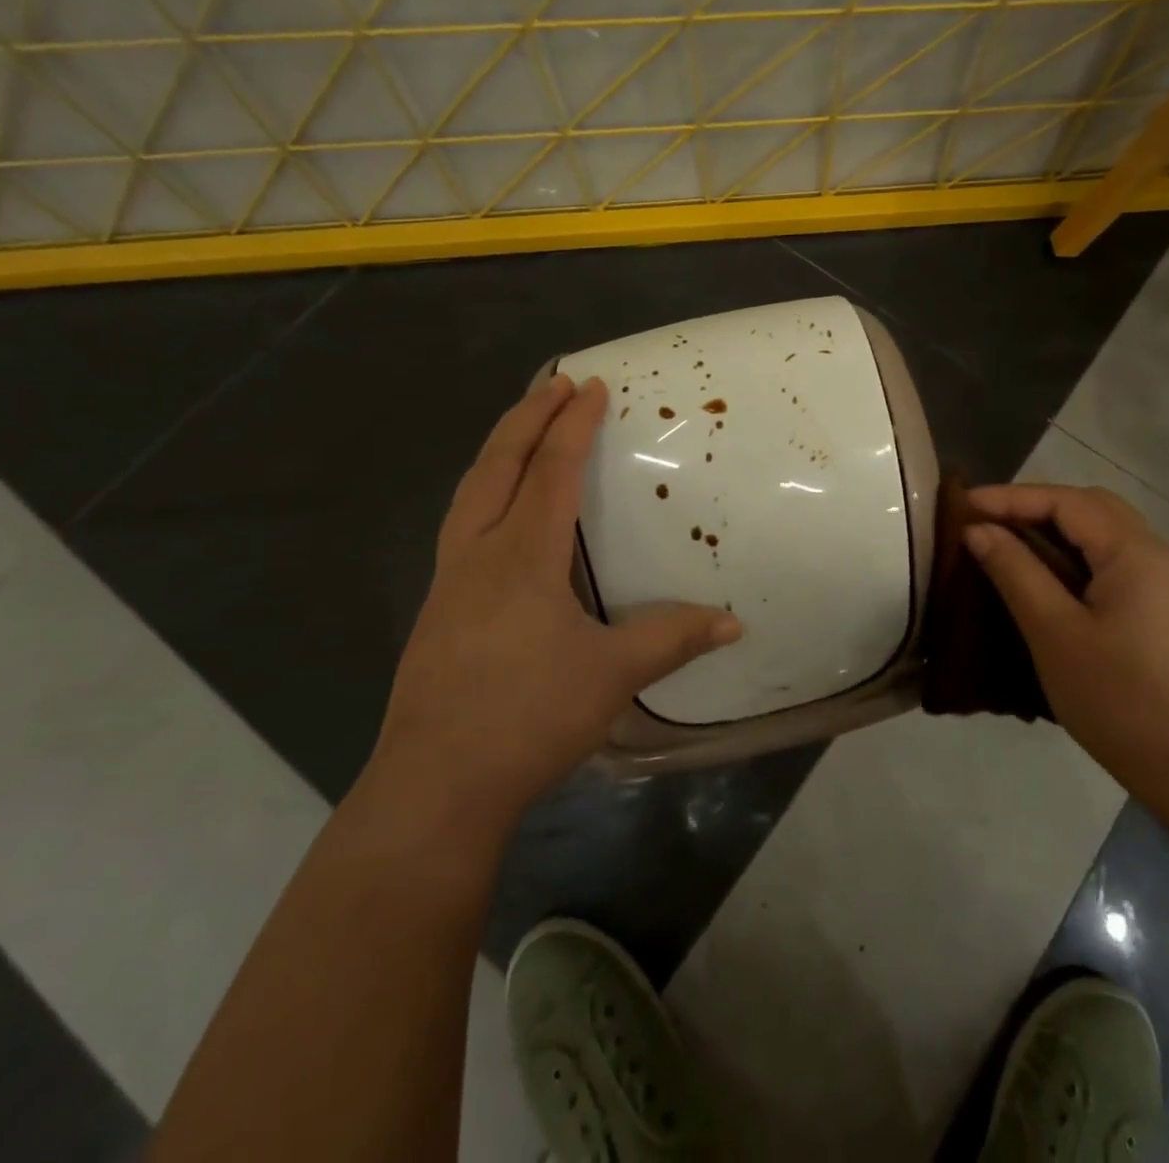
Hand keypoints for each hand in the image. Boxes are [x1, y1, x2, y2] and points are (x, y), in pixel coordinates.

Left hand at [374, 374, 741, 824]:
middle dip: (526, 417)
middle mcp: (479, 552)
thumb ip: (672, 638)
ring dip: (498, 450)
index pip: (551, 469)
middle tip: (553, 384)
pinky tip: (497, 516)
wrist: (435, 784)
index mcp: (522, 554)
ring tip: (522, 431)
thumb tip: (733, 623)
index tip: (590, 385)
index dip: (573, 424)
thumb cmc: (528, 716)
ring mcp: (449, 580)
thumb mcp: (612, 675)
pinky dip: (484, 493)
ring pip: (470, 492)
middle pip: (497, 464)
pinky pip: (461, 525)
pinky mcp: (438, 610)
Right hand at [962, 484, 1168, 802]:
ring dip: (1053, 529)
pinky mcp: (1162, 609)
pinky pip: (1112, 561)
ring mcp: (1165, 583)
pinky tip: (1043, 576)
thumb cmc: (1117, 698)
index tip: (963, 505)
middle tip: (985, 521)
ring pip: (1103, 533)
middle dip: (1034, 505)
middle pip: (1091, 507)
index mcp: (1137, 554)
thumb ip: (1015, 571)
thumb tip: (978, 530)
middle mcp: (1158, 555)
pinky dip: (1072, 555)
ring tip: (1004, 542)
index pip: (1067, 502)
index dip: (1011, 497)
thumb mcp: (1054, 632)